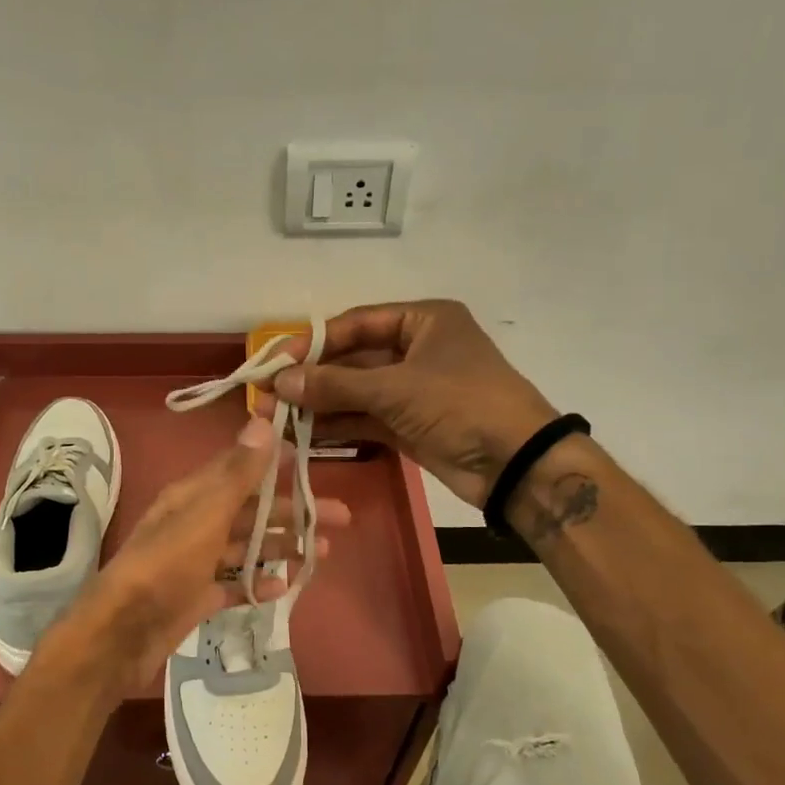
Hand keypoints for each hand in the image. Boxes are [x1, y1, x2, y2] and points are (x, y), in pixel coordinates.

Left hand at [35, 415, 351, 699]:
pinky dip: (257, 583)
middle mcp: (195, 523)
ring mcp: (195, 562)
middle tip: (340, 517)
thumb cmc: (165, 565)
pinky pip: (233, 584)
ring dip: (281, 546)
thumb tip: (262, 421)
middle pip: (251, 510)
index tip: (313, 459)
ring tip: (321, 552)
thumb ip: (237, 473)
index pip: (240, 468)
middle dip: (293, 511)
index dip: (275, 462)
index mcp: (193, 496)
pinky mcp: (196, 597)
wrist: (122, 632)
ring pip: (245, 547)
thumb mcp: (205, 514)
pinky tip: (284, 587)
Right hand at [267, 299, 556, 508]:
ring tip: (275, 418)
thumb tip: (280, 381)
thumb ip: (335, 384)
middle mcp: (416, 349)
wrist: (516, 464)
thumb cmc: (461, 405)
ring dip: (318, 405)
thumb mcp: (396, 389)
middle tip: (268, 395)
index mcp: (423, 320)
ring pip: (355, 392)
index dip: (314, 343)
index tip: (276, 362)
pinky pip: (364, 418)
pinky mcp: (409, 425)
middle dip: (311, 379)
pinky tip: (302, 434)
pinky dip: (337, 425)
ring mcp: (412, 390)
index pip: (356, 323)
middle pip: (352, 359)